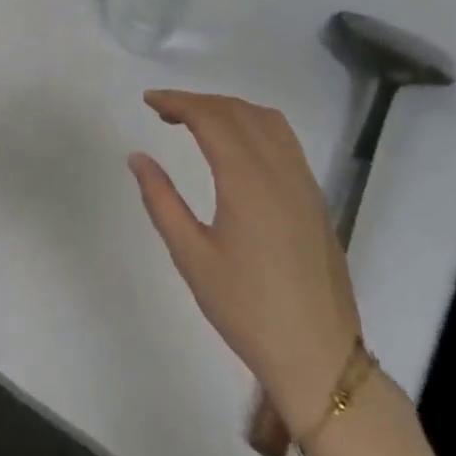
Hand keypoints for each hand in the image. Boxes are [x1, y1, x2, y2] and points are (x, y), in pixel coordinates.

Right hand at [128, 90, 359, 432]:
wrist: (316, 353)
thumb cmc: (245, 308)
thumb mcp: (191, 256)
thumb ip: (161, 200)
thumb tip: (138, 158)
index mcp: (247, 182)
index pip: (212, 119)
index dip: (178, 102)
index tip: (149, 101)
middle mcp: (281, 171)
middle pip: (240, 112)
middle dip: (199, 102)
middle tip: (163, 111)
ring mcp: (304, 184)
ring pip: (268, 122)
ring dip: (229, 109)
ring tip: (195, 121)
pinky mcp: (315, 199)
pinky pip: (285, 141)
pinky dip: (254, 125)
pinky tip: (236, 146)